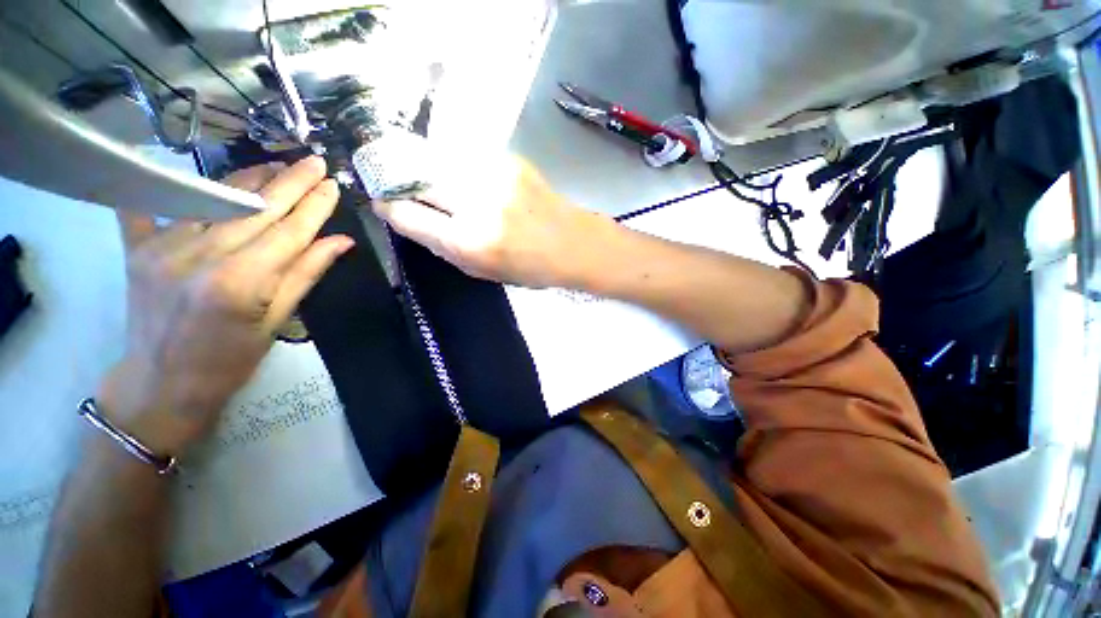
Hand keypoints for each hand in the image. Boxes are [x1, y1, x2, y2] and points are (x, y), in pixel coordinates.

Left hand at [97, 156, 352, 455]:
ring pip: (216, 199)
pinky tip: (180, 167)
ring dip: (250, 179)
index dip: (315, 206)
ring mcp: (164, 246)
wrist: (162, 383)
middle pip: (256, 208)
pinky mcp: (138, 246)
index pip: (289, 232)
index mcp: (242, 282)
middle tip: (313, 161)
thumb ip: (306, 274)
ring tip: (276, 165)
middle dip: (290, 182)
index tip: (332, 184)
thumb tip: (341, 242)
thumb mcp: (278, 321)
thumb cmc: (230, 360)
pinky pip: (153, 204)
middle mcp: (201, 256)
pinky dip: (167, 183)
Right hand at [372, 156, 616, 288]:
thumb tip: (414, 222)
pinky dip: (459, 166)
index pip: (407, 215)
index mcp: (469, 242)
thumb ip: (446, 248)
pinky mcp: (509, 160)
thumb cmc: (531, 268)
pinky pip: (467, 157)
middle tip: (400, 184)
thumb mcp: (483, 271)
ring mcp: (493, 177)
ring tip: (437, 181)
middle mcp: (476, 205)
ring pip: (438, 160)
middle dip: (400, 180)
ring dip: (429, 170)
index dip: (389, 207)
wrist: (573, 244)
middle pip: (415, 177)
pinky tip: (471, 178)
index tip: (385, 204)